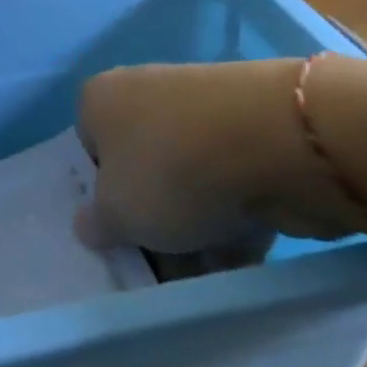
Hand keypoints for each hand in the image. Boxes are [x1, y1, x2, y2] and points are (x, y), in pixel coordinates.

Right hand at [77, 60, 361, 252]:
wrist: (279, 145)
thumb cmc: (172, 172)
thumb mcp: (117, 214)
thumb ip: (97, 224)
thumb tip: (91, 223)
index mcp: (99, 99)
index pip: (87, 152)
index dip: (100, 198)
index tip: (119, 235)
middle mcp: (144, 93)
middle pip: (140, 169)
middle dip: (153, 219)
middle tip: (164, 264)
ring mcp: (201, 108)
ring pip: (187, 180)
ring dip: (195, 228)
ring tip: (209, 273)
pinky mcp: (252, 127)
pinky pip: (231, 181)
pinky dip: (235, 217)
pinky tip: (244, 257)